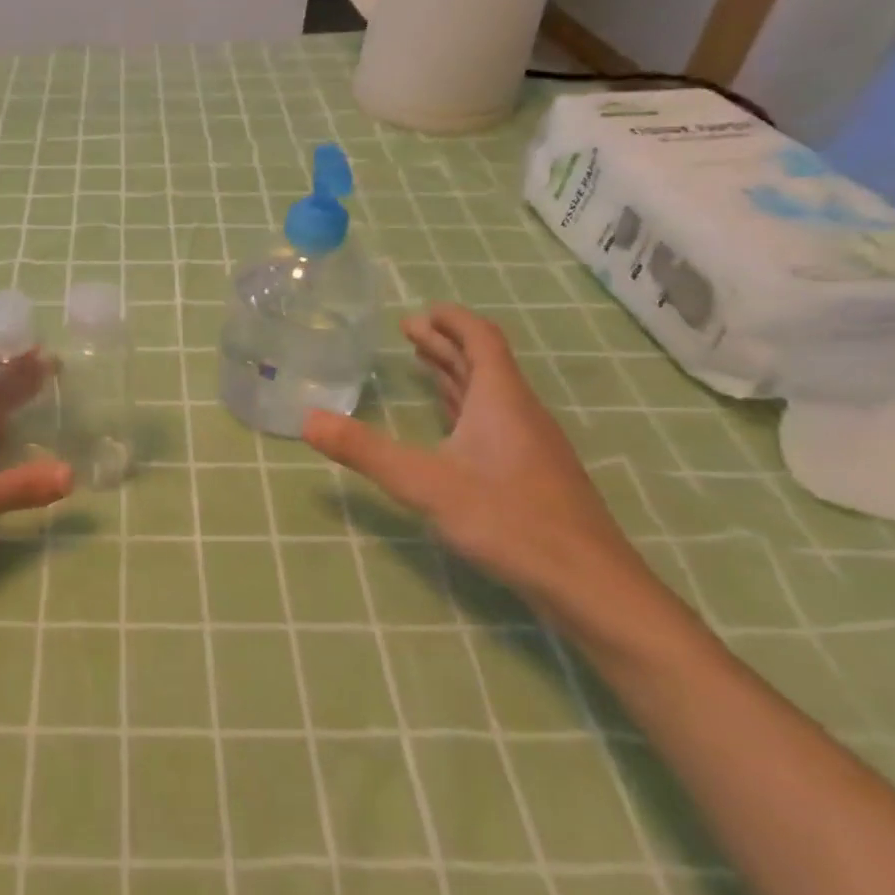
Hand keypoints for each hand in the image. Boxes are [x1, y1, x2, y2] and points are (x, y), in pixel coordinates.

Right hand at [304, 304, 649, 614]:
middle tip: (408, 332)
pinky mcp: (532, 473)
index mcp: (500, 400)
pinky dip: (467, 407)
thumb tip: (307, 419)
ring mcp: (531, 444)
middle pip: (483, 363)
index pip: (481, 340)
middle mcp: (520, 413)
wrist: (587, 584)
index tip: (422, 310)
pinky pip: (495, 421)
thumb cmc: (507, 520)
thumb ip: (365, 451)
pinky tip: (453, 424)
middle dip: (446, 344)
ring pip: (490, 394)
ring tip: (423, 364)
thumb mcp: (425, 483)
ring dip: (456, 373)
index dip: (453, 321)